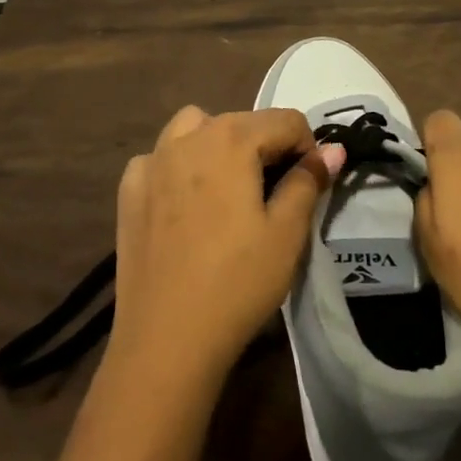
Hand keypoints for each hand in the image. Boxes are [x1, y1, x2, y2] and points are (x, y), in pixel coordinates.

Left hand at [109, 106, 343, 387]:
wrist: (166, 339)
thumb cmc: (237, 282)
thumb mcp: (287, 233)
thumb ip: (309, 181)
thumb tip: (331, 150)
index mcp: (231, 139)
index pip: (286, 120)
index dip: (308, 148)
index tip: (310, 186)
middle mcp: (187, 138)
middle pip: (241, 121)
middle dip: (266, 146)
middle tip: (276, 194)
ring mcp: (151, 162)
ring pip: (194, 128)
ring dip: (219, 143)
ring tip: (229, 187)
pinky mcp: (128, 191)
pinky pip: (160, 159)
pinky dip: (178, 167)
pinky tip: (185, 204)